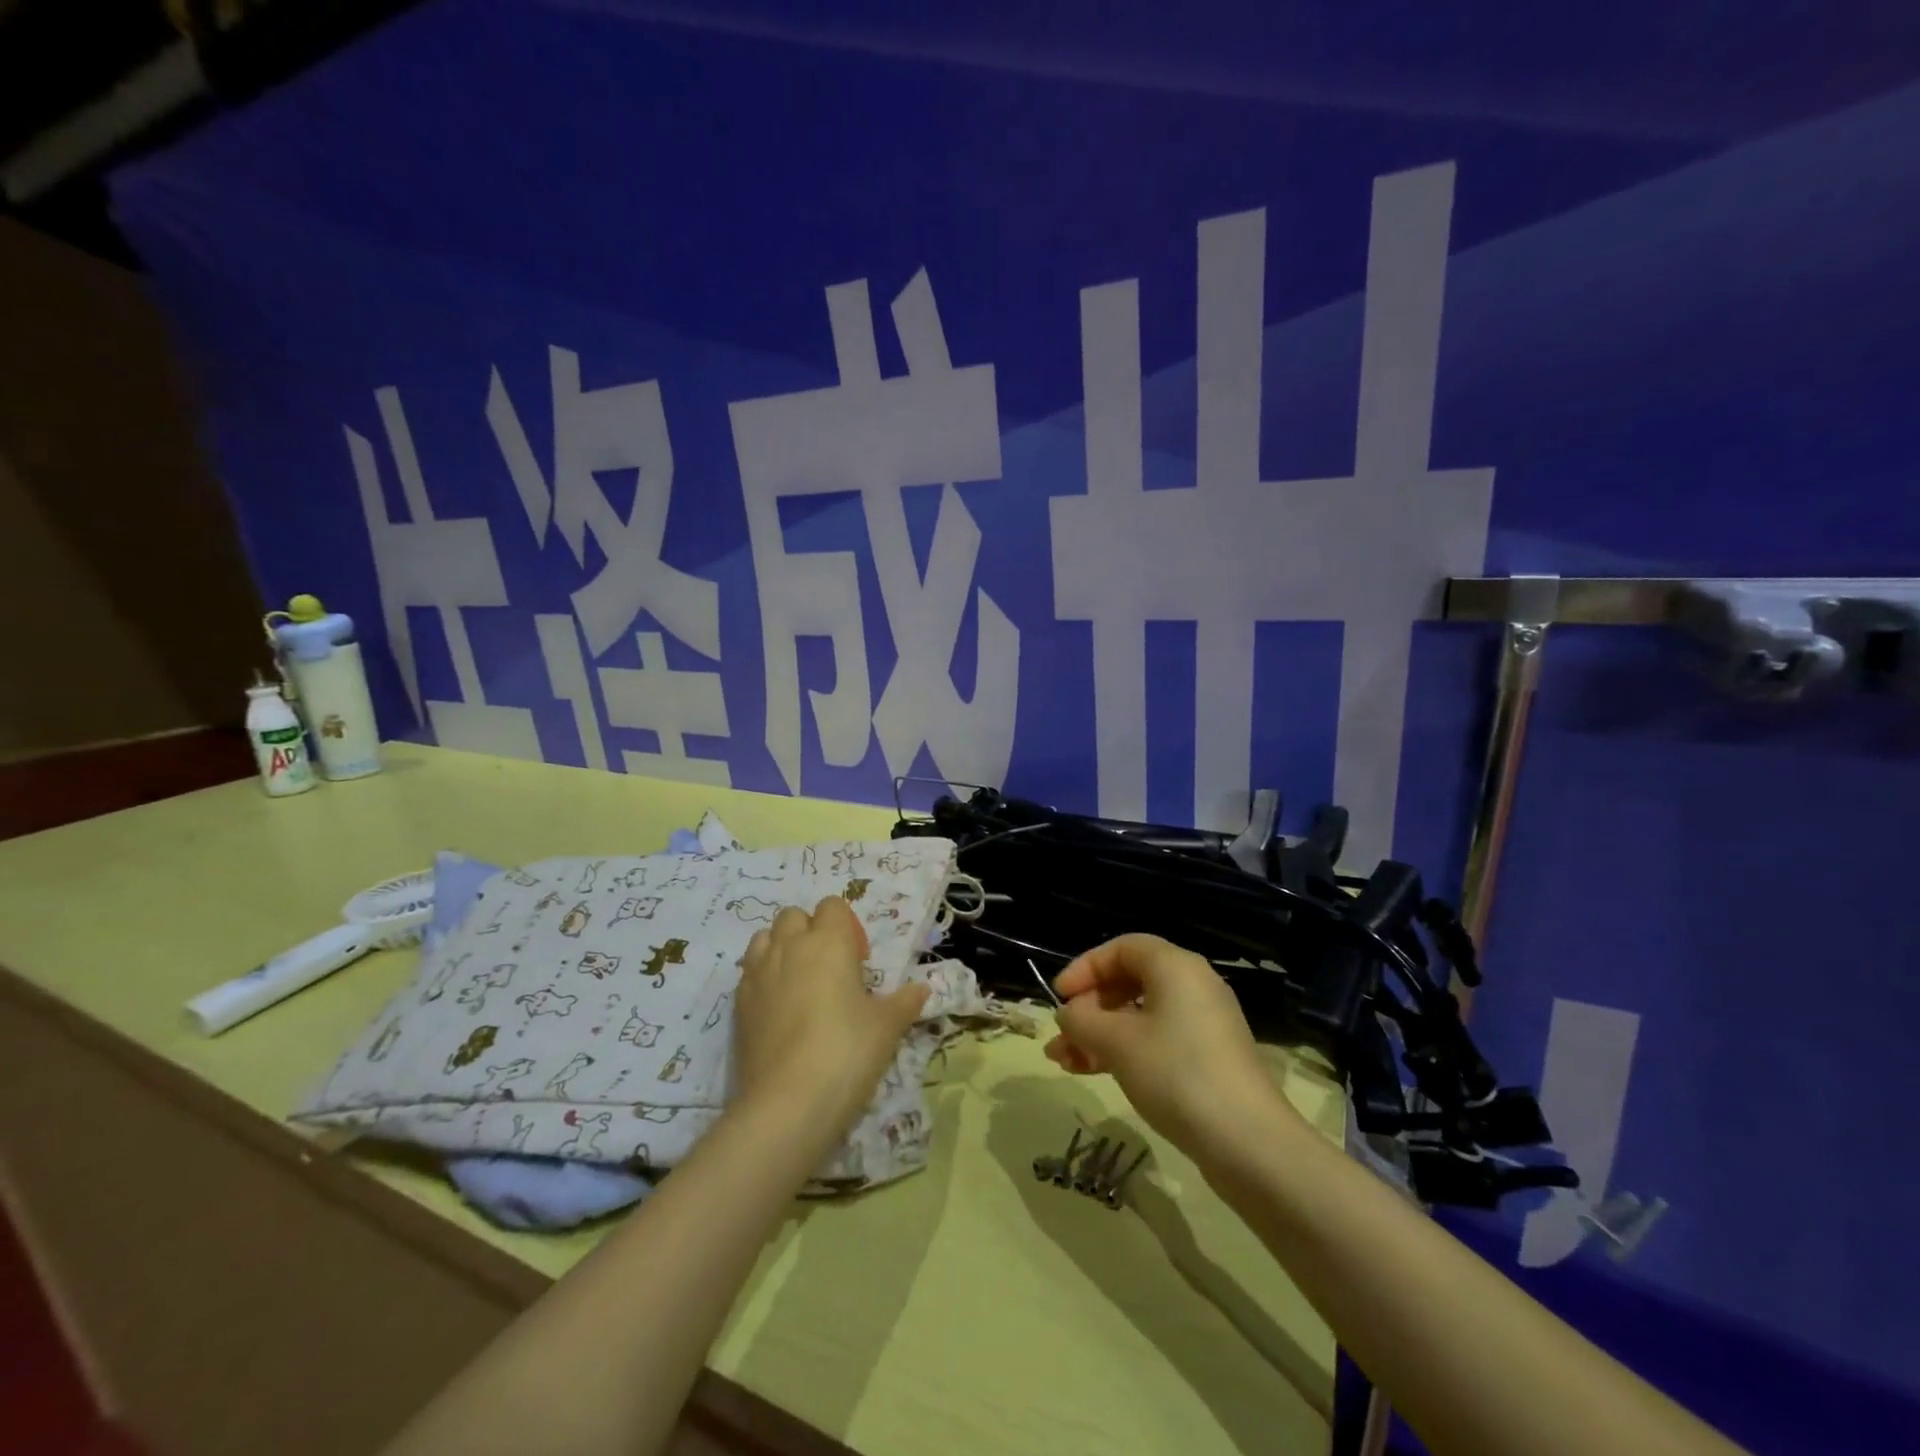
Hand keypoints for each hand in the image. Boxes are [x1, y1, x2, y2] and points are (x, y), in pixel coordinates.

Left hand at [733, 897, 929, 1135]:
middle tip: (829, 970)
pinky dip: (763, 978)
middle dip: (809, 931)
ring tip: (798, 983)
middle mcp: (790, 946)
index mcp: (829, 941)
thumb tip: (921, 989)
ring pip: (764, 938)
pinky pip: (749, 972)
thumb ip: (904, 1002)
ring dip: (781, 948)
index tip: (857, 962)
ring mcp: (758, 973)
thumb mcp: (887, 1027)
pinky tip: (778, 1010)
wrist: (787, 1103)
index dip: (845, 927)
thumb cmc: (846, 1052)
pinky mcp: (737, 1003)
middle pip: (794, 916)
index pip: (833, 906)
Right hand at [1045, 934, 1299, 1162]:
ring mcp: (1202, 1024)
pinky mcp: (1207, 1058)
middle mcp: (1192, 985)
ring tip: (1063, 1062)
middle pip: (1129, 981)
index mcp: (1175, 966)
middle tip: (1061, 1035)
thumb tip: (1067, 1014)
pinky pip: (1155, 1040)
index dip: (1085, 967)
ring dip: (1099, 1034)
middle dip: (1088, 1008)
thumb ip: (1081, 1020)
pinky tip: (1092, 1072)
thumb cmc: (1176, 1073)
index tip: (1059, 996)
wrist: (1248, 1142)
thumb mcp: (1116, 1042)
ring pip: (1138, 1016)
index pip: (1121, 948)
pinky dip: (1123, 1050)